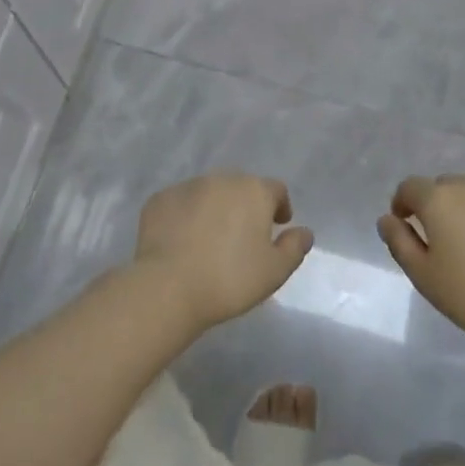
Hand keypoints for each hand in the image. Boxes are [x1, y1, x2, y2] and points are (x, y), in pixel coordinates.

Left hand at [133, 173, 312, 330]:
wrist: (168, 286)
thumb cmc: (230, 279)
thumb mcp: (274, 272)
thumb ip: (294, 248)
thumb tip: (304, 232)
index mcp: (253, 191)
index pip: (276, 190)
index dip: (280, 207)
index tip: (278, 226)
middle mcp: (222, 179)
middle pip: (241, 187)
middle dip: (245, 206)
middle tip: (243, 236)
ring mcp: (188, 186)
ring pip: (209, 193)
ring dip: (215, 209)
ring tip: (211, 240)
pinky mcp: (160, 199)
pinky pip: (180, 204)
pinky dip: (185, 216)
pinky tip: (182, 242)